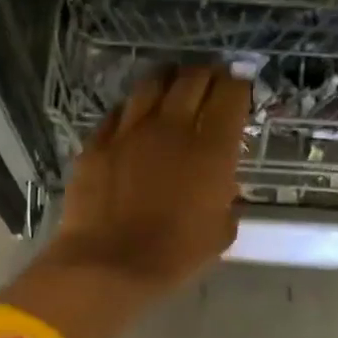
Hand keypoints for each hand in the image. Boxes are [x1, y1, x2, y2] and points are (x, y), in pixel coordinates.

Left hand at [48, 64, 250, 291]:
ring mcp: (130, 131)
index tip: (239, 86)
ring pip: (152, 84)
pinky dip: (132, 108)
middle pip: (193, 79)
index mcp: (211, 149)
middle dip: (207, 74)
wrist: (108, 264)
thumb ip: (226, 199)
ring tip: (173, 85)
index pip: (231, 95)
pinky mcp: (97, 142)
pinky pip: (118, 112)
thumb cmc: (173, 255)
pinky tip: (135, 115)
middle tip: (210, 80)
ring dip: (169, 80)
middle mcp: (172, 127)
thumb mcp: (219, 232)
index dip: (238, 84)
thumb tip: (221, 186)